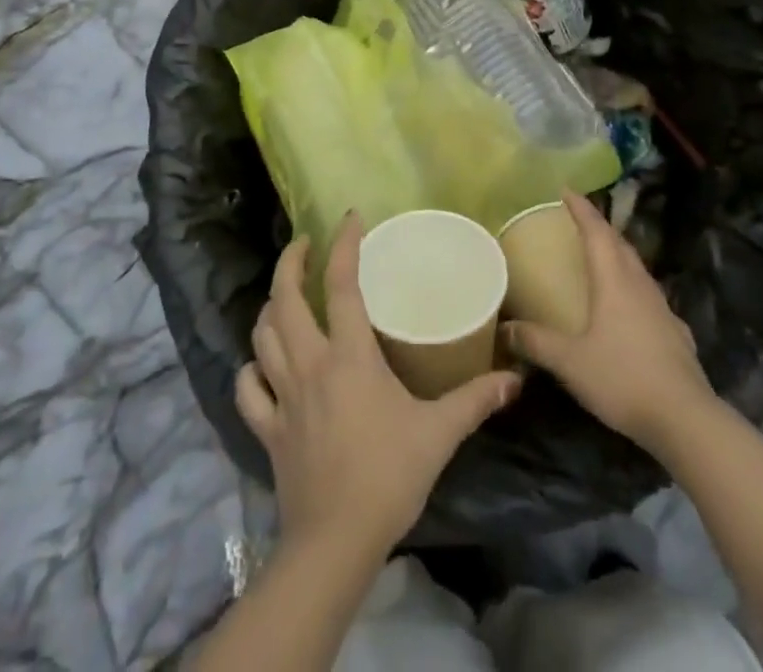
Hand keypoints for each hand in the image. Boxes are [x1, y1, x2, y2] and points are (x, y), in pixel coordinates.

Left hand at [236, 214, 521, 558]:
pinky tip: (261, 365)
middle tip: (304, 245)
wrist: (335, 544)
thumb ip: (475, 400)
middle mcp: (309, 364)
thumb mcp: (439, 434)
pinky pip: (247, 389)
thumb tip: (515, 379)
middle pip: (284, 299)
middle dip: (290, 263)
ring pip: (262, 336)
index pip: (341, 285)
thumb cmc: (388, 477)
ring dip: (271, 308)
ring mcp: (282, 396)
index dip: (343, 245)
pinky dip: (251, 369)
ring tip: (286, 296)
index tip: (350, 218)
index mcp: (349, 357)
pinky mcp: (267, 429)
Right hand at [502, 192, 714, 453]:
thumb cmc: (623, 379)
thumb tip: (503, 328)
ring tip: (601, 256)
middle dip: (600, 227)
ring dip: (618, 254)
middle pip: (620, 244)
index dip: (581, 208)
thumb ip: (536, 341)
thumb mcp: (570, 362)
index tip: (566, 190)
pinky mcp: (675, 333)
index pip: (596, 231)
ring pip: (637, 268)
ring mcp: (662, 308)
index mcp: (614, 281)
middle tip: (579, 220)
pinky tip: (630, 307)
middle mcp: (640, 285)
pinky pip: (649, 296)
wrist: (686, 419)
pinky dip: (633, 287)